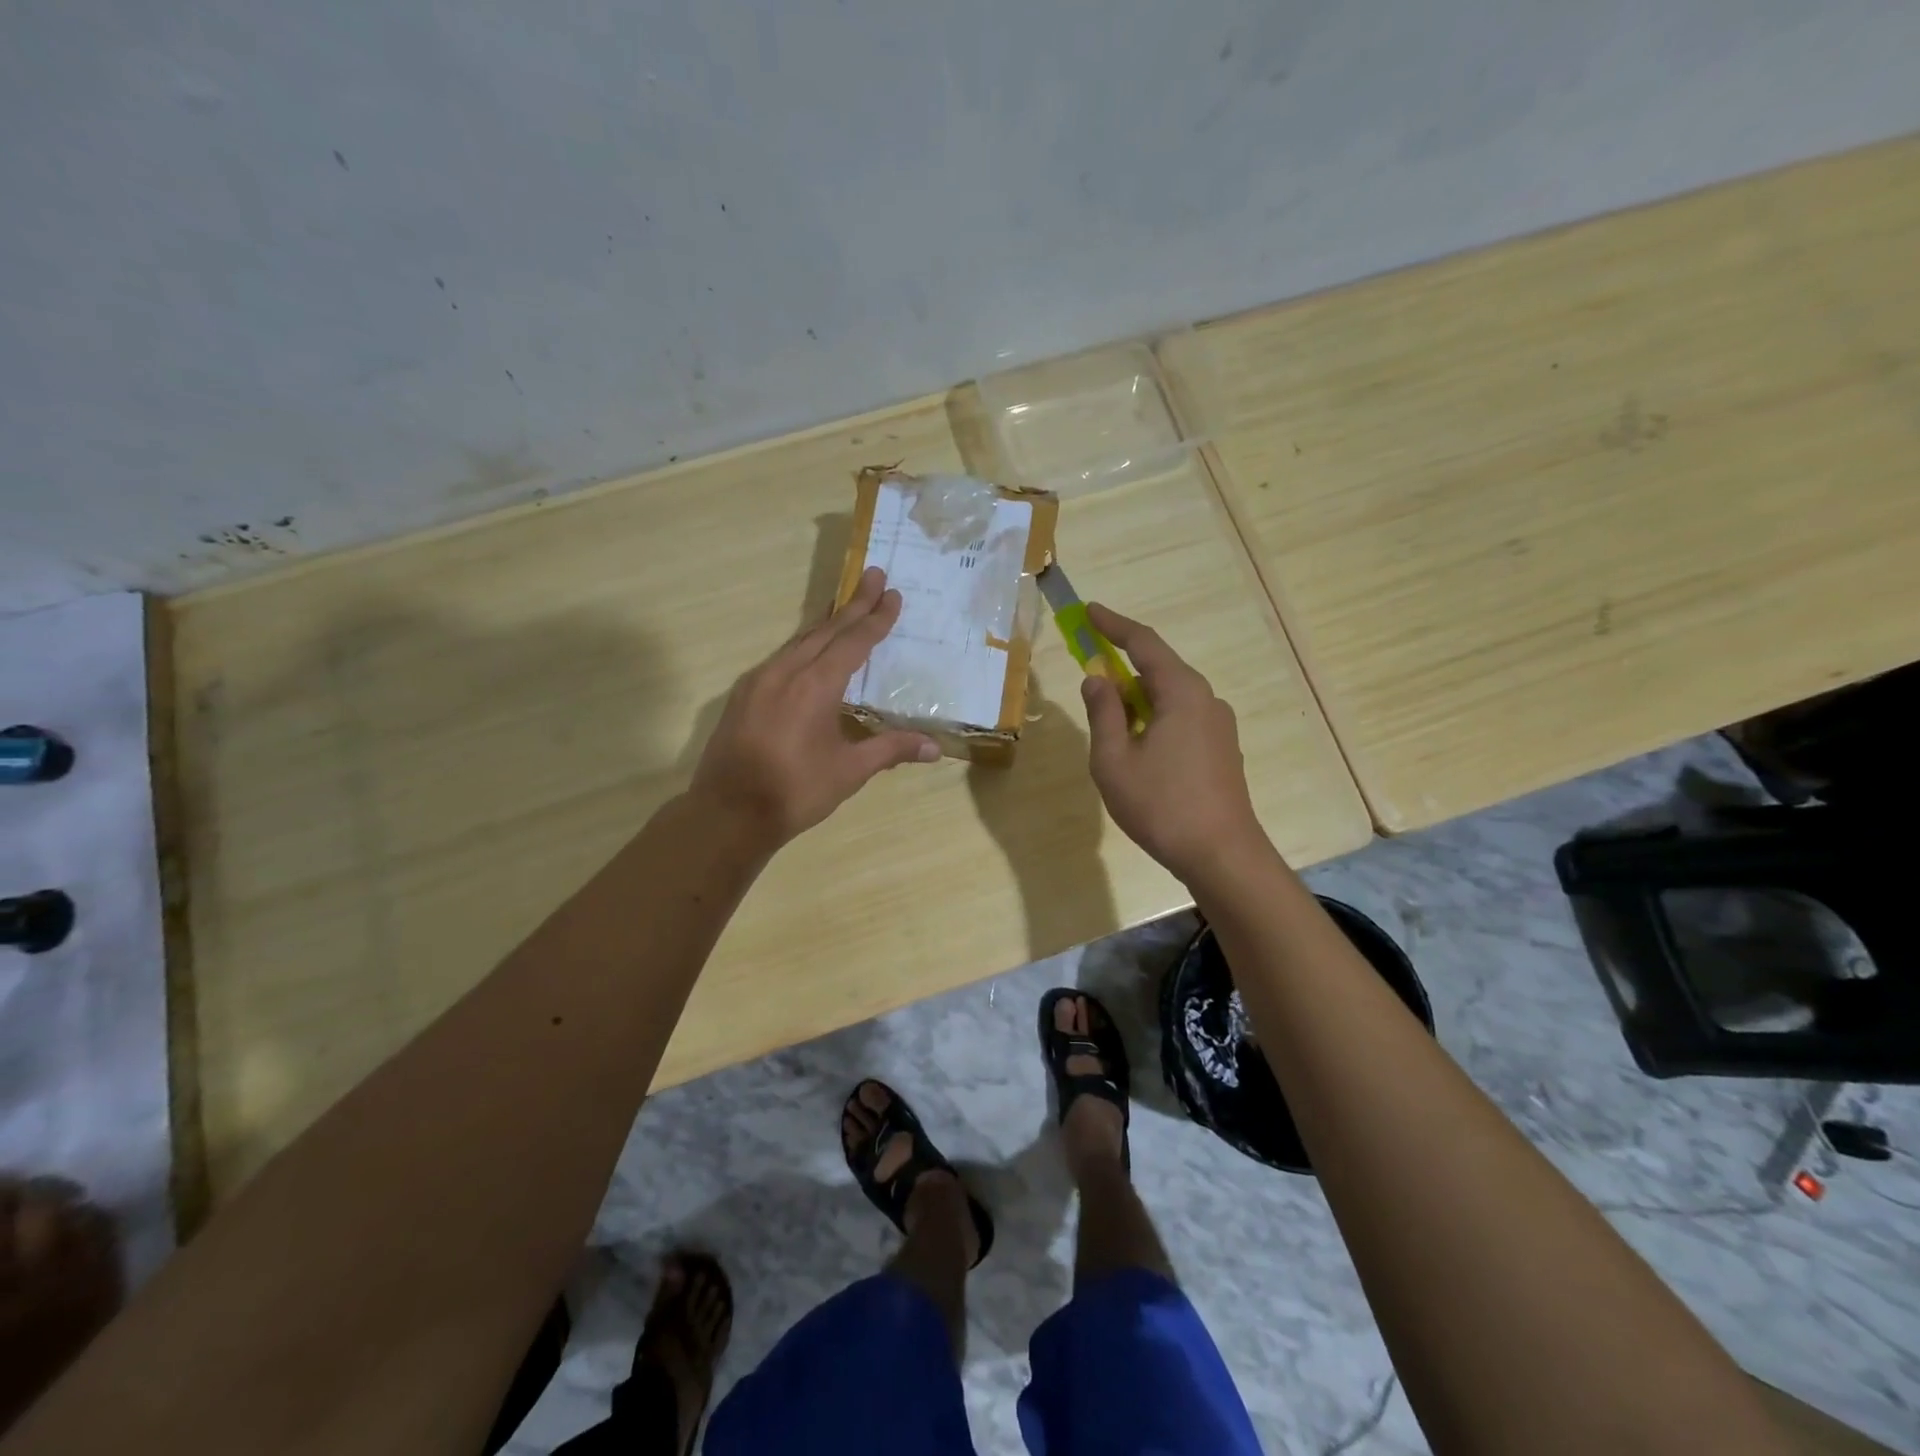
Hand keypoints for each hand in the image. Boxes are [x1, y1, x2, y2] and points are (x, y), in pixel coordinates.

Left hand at [690, 567, 939, 846]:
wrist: (727, 813)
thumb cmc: (795, 792)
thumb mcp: (849, 772)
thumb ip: (890, 750)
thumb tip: (935, 748)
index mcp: (815, 686)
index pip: (853, 642)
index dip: (876, 619)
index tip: (892, 594)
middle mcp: (785, 672)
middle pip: (825, 630)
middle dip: (853, 604)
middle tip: (875, 576)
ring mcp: (759, 681)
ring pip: (799, 641)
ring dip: (827, 623)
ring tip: (847, 607)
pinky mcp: (744, 694)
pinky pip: (781, 657)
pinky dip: (803, 645)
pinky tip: (809, 651)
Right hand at [1078, 603, 1267, 883]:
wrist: (1221, 854)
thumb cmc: (1161, 805)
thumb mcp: (1114, 760)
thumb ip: (1103, 713)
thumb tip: (1097, 679)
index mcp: (1181, 693)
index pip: (1144, 644)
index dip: (1113, 625)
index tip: (1089, 611)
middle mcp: (1206, 699)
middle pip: (1159, 669)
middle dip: (1123, 666)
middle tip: (1090, 673)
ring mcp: (1218, 725)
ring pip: (1170, 697)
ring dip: (1137, 700)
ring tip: (1110, 728)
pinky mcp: (1221, 749)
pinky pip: (1181, 718)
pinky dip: (1154, 719)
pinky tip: (1139, 749)